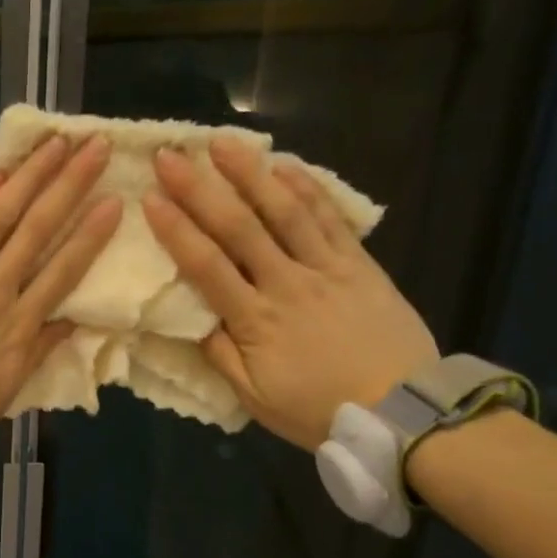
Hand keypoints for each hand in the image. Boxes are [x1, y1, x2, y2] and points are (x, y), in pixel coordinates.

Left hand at [0, 133, 120, 432]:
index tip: (113, 202)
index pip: (62, 272)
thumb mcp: (7, 388)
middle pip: (36, 230)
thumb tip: (73, 320)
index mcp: (17, 325)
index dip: (90, 235)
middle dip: (68, 186)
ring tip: (54, 144)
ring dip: (29, 176)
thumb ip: (40, 349)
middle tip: (94, 147)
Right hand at [144, 137, 436, 450]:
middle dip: (200, 188)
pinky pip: (329, 220)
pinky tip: (285, 166)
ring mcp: (327, 269)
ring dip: (251, 174)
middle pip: (239, 228)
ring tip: (222, 143)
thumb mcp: (256, 398)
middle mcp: (288, 284)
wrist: (405, 414)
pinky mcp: (360, 265)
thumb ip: (221, 356)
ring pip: (285, 212)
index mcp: (256, 321)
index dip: (176, 230)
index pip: (207, 266)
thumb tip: (191, 319)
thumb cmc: (320, 409)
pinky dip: (307, 190)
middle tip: (171, 155)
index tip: (151, 198)